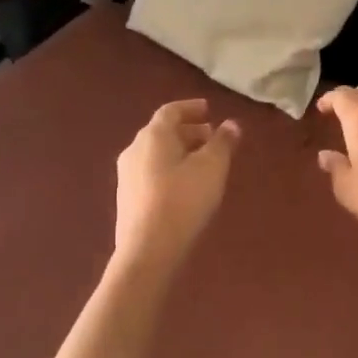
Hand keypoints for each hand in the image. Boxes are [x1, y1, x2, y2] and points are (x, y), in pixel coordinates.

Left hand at [113, 99, 240, 271]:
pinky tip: (185, 186)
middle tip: (211, 137)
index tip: (208, 109)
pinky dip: (169, 169)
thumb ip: (223, 143)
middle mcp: (134, 150)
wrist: (147, 250)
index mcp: (153, 136)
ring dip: (179, 151)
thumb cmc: (183, 200)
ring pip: (156, 154)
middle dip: (188, 131)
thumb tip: (231, 124)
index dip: (191, 108)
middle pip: (162, 132)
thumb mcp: (212, 168)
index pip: (171, 111)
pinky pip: (151, 173)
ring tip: (202, 162)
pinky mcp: (127, 199)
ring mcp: (126, 176)